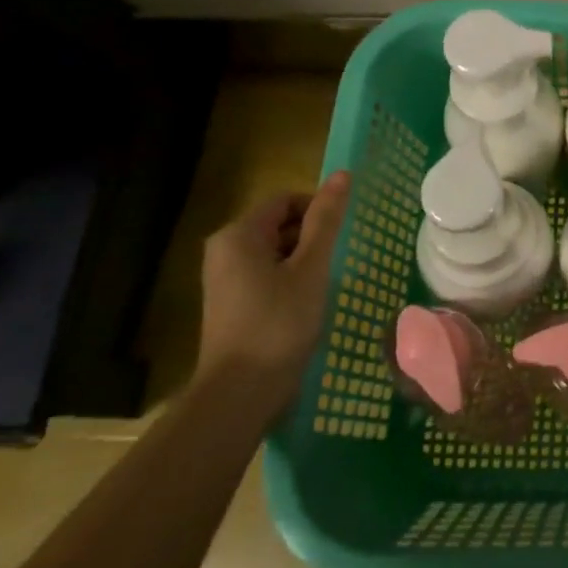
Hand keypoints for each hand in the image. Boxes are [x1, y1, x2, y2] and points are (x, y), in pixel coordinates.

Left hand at [198, 172, 350, 395]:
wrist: (240, 392)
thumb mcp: (311, 268)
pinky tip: (308, 303)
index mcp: (238, 234)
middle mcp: (224, 250)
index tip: (343, 236)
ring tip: (327, 284)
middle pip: (278, 224)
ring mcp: (224, 278)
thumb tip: (342, 175)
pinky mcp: (230, 303)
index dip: (318, 209)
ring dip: (304, 261)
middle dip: (312, 236)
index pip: (286, 200)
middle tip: (339, 261)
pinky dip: (290, 280)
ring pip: (274, 251)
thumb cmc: (279, 323)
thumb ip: (326, 220)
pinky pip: (266, 275)